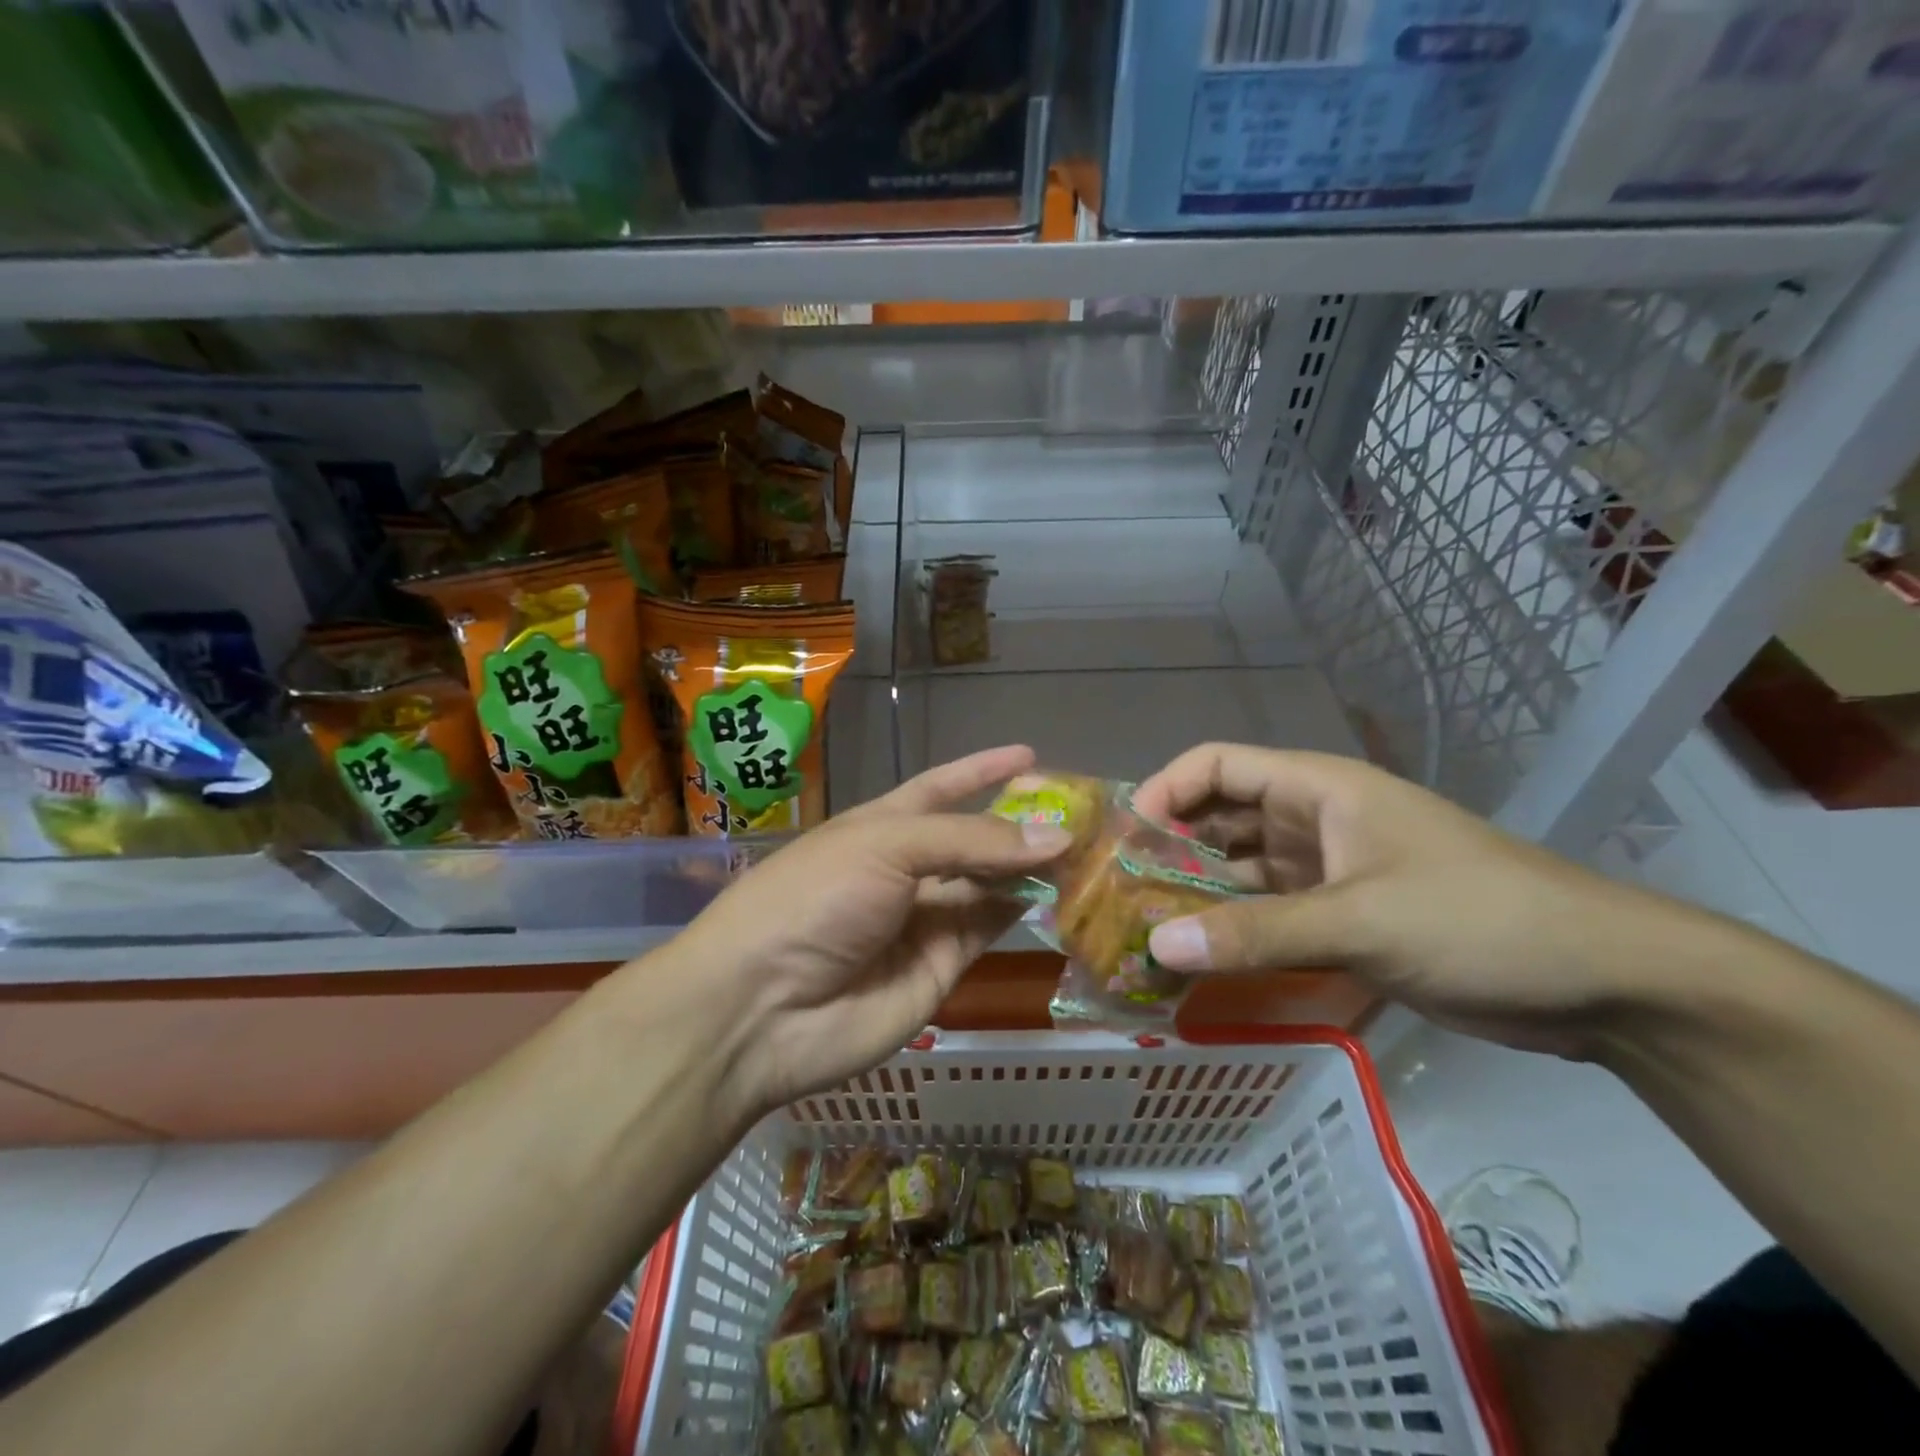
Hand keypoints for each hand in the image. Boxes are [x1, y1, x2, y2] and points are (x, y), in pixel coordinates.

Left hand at [673, 745, 1070, 1111]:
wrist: (761, 1009)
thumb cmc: (814, 899)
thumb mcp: (886, 847)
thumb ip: (972, 840)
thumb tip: (1057, 836)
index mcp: (881, 826)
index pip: (940, 788)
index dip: (980, 771)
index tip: (1029, 754)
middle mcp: (906, 869)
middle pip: (973, 838)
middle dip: (1019, 822)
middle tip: (1081, 810)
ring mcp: (924, 919)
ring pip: (990, 884)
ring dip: (1031, 866)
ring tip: (1087, 847)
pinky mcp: (941, 966)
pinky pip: (990, 928)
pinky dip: (1024, 909)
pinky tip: (1062, 891)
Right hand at [1131, 744, 1712, 1056]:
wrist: (1599, 981)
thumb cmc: (1477, 919)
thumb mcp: (1360, 922)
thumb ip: (1253, 932)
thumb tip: (1155, 946)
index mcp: (1317, 789)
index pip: (1217, 765)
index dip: (1164, 791)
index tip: (1123, 841)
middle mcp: (1312, 820)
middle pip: (1219, 818)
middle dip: (1168, 849)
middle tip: (1117, 896)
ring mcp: (1326, 870)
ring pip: (1239, 871)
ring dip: (1195, 895)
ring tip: (1143, 931)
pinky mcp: (1341, 917)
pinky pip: (1267, 914)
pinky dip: (1232, 931)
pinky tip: (1198, 960)